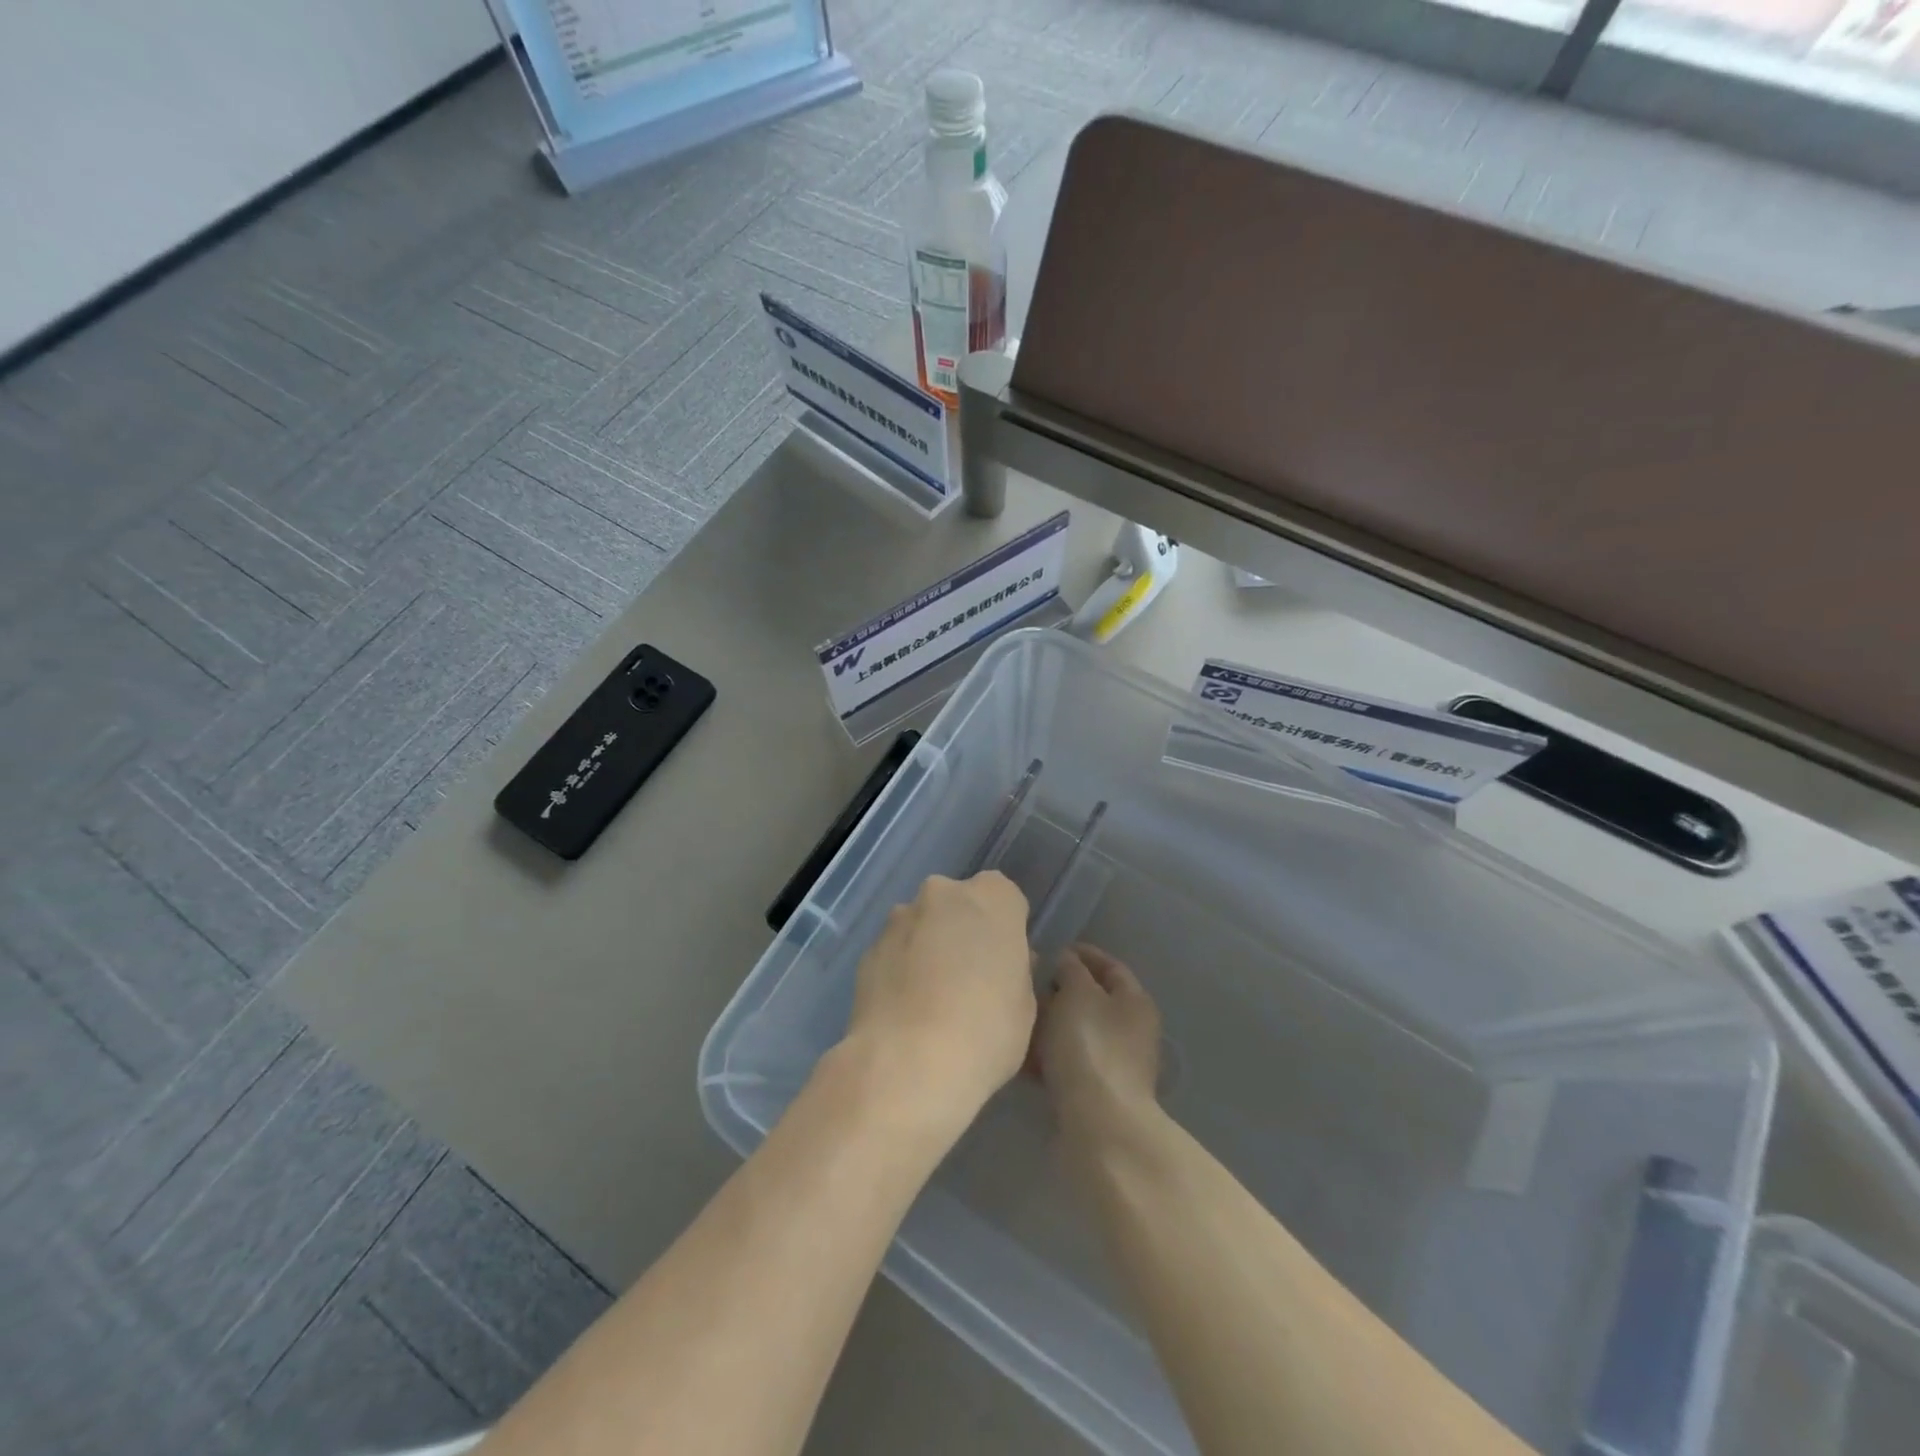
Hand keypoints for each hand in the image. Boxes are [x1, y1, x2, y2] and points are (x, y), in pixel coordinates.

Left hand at [840, 872, 1035, 1130]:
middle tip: (970, 978)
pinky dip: (901, 969)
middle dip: (963, 930)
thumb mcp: (1025, 1004)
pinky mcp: (869, 949)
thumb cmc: (986, 1030)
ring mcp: (900, 919)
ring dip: (929, 947)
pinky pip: (895, 952)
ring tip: (932, 1000)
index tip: (1004, 962)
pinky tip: (906, 1011)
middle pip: (958, 904)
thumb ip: (1014, 970)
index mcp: (992, 898)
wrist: (908, 1063)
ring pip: (922, 925)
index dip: (1006, 929)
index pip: (1005, 897)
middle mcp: (943, 894)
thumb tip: (998, 964)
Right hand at [1032, 944, 1161, 1130]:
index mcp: (1134, 1001)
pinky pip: (1066, 1062)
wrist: (1098, 1125)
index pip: (1109, 966)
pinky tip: (1021, 1055)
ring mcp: (1114, 1064)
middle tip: (1026, 984)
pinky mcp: (1094, 1092)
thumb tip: (1065, 961)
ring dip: (1048, 1024)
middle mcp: (1130, 1029)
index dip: (1081, 953)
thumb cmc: (1091, 1047)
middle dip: (1058, 990)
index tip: (1050, 949)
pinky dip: (1046, 1055)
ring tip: (1017, 1018)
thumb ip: (1070, 969)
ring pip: (1074, 1032)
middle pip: (1091, 999)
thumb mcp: (1077, 993)